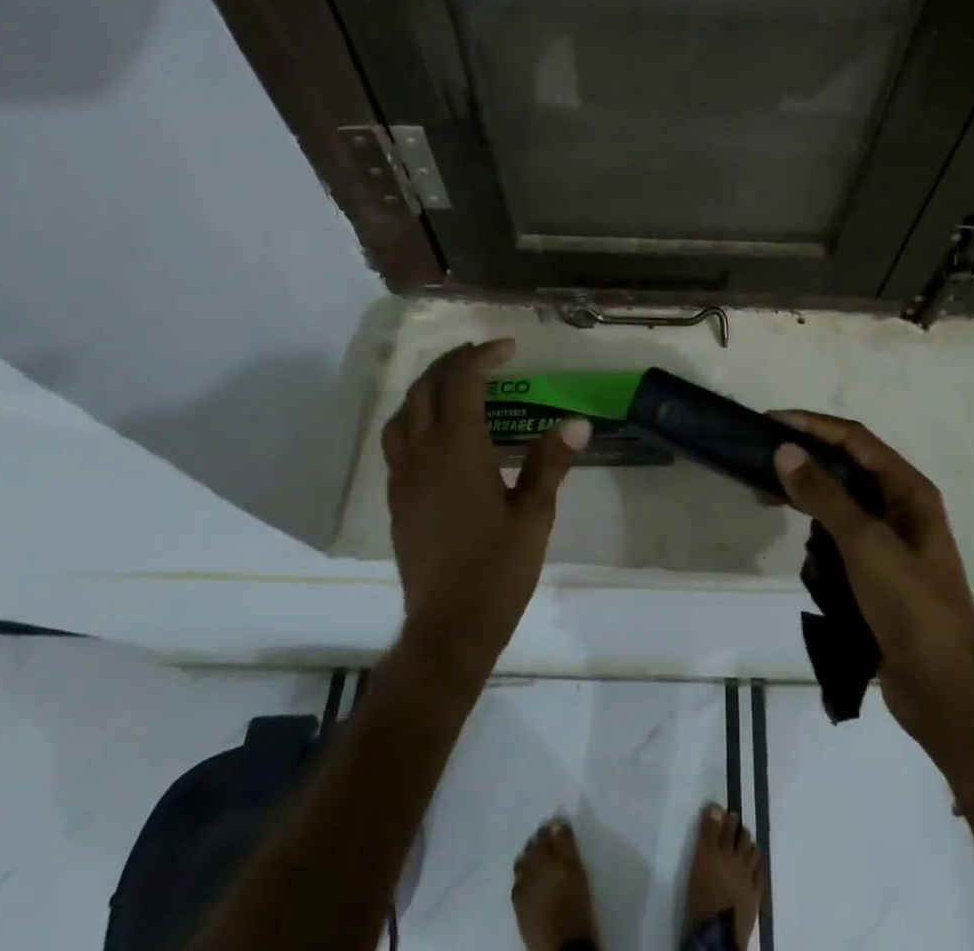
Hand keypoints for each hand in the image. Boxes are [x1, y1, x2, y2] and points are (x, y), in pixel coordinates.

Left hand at [382, 340, 587, 679]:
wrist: (448, 626)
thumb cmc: (498, 568)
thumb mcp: (534, 514)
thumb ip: (550, 462)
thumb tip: (577, 422)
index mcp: (459, 449)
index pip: (463, 382)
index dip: (483, 356)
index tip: (509, 348)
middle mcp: (424, 453)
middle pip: (427, 387)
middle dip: (453, 362)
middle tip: (483, 356)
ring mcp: (404, 476)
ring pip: (404, 411)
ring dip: (428, 386)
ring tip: (455, 383)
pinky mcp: (396, 498)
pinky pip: (396, 440)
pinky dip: (414, 417)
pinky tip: (434, 431)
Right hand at [774, 414, 973, 783]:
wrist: (947, 693)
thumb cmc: (912, 606)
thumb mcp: (865, 544)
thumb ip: (824, 494)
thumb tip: (784, 449)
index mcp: (908, 491)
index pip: (855, 439)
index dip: (813, 425)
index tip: (770, 421)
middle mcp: (900, 509)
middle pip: (845, 470)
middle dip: (804, 466)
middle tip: (758, 464)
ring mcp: (889, 545)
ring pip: (838, 509)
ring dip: (809, 507)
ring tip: (767, 503)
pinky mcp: (876, 577)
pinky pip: (839, 545)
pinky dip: (819, 547)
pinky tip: (807, 564)